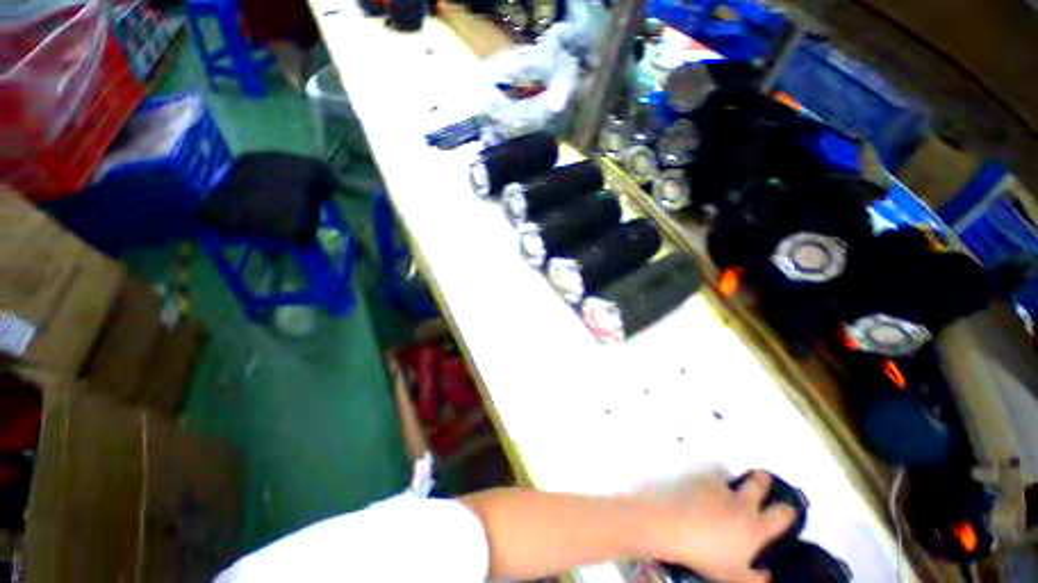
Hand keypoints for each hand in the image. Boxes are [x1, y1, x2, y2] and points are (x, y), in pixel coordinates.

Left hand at [643, 470, 796, 582]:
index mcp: (755, 527)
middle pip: (758, 484)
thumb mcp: (736, 577)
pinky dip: (707, 478)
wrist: (671, 526)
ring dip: (730, 478)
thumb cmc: (705, 556)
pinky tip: (700, 485)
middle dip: (763, 480)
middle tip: (763, 478)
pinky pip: (707, 473)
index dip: (788, 511)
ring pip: (730, 475)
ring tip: (725, 482)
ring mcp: (718, 486)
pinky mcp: (697, 476)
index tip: (788, 509)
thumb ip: (757, 579)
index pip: (782, 515)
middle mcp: (741, 502)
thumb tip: (769, 575)